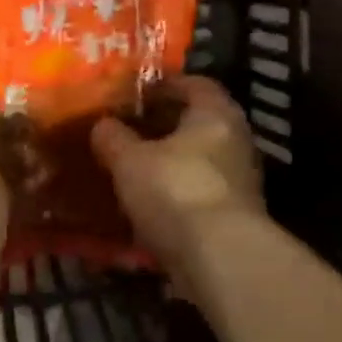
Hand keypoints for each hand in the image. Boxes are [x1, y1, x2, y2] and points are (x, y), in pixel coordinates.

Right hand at [90, 76, 265, 284]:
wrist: (220, 257)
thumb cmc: (175, 190)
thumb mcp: (129, 160)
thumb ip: (113, 138)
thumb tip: (102, 124)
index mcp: (215, 114)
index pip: (194, 84)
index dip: (164, 85)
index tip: (135, 93)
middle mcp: (235, 140)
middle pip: (197, 123)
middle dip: (163, 126)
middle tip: (127, 130)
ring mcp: (239, 180)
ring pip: (197, 160)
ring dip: (168, 162)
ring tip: (131, 168)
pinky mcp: (233, 216)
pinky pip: (198, 192)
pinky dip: (174, 193)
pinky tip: (146, 203)